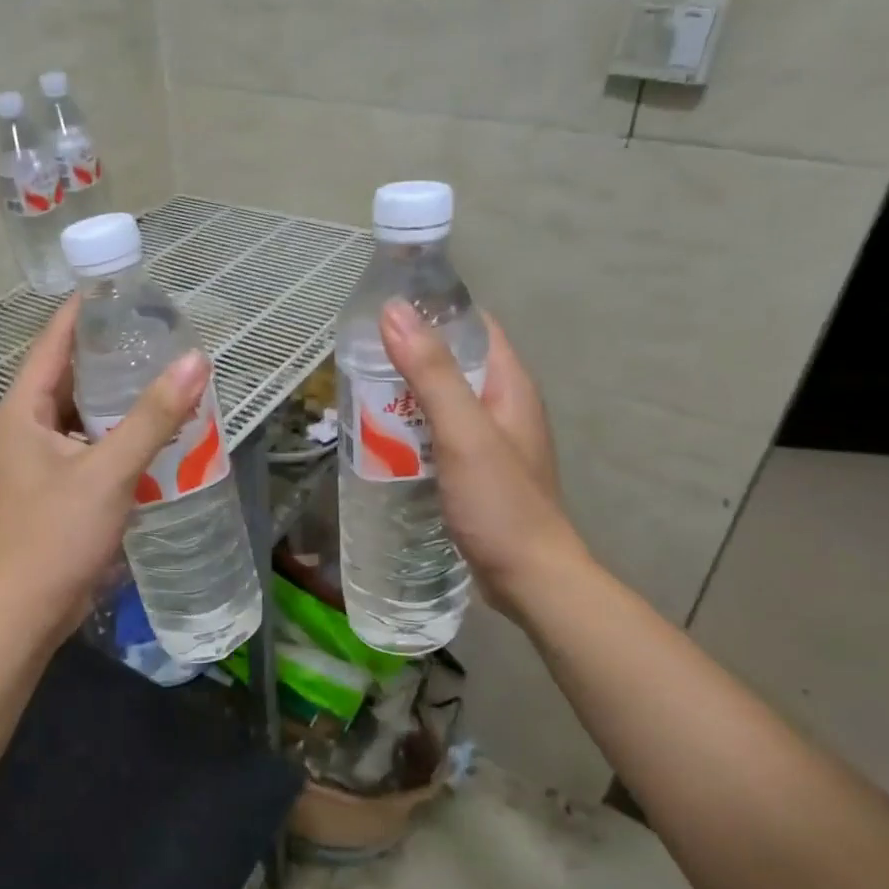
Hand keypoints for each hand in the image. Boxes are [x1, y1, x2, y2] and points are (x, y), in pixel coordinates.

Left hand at [0, 297, 209, 648]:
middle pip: (68, 376)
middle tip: (159, 335)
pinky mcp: (52, 487)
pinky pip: (86, 445)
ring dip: (117, 399)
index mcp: (21, 410)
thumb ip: (153, 417)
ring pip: (80, 413)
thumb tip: (196, 361)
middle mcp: (23, 427)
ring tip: (164, 377)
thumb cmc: (56, 535)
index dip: (86, 312)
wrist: (24, 612)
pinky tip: (152, 433)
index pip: (54, 342)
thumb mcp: (109, 471)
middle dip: (110, 355)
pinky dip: (115, 435)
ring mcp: (35, 460)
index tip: (126, 289)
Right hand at [379, 300, 583, 616]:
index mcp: (509, 385)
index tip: (384, 311)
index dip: (433, 311)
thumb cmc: (499, 502)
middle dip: (410, 356)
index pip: (474, 326)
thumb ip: (431, 372)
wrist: (529, 578)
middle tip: (359, 357)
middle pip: (454, 363)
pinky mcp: (476, 472)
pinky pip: (439, 435)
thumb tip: (395, 311)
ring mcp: (491, 442)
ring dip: (407, 395)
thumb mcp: (463, 431)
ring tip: (360, 394)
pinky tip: (383, 440)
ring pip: (443, 402)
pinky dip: (412, 429)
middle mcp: (504, 406)